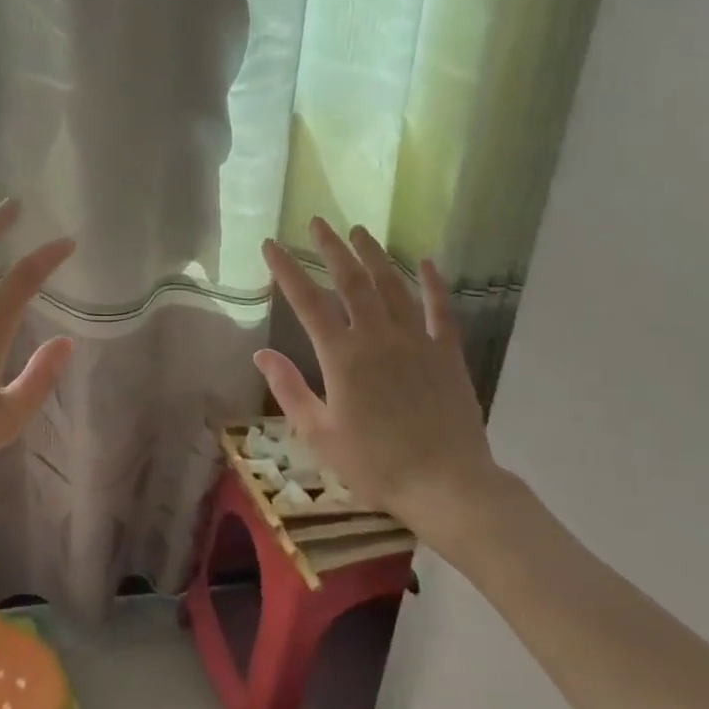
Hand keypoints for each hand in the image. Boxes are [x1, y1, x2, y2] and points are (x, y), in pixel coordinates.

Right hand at [255, 218, 512, 560]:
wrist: (447, 485)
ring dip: (373, 255)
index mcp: (342, 357)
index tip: (271, 245)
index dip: (286, 270)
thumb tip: (261, 352)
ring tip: (359, 231)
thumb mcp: (319, 433)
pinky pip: (439, 309)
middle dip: (331, 247)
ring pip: (392, 285)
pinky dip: (433, 283)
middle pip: (351, 280)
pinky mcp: (446, 352)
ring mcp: (415, 340)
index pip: (307, 301)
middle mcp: (377, 337)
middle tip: (317, 223)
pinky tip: (426, 262)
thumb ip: (289, 389)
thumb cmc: (375, 464)